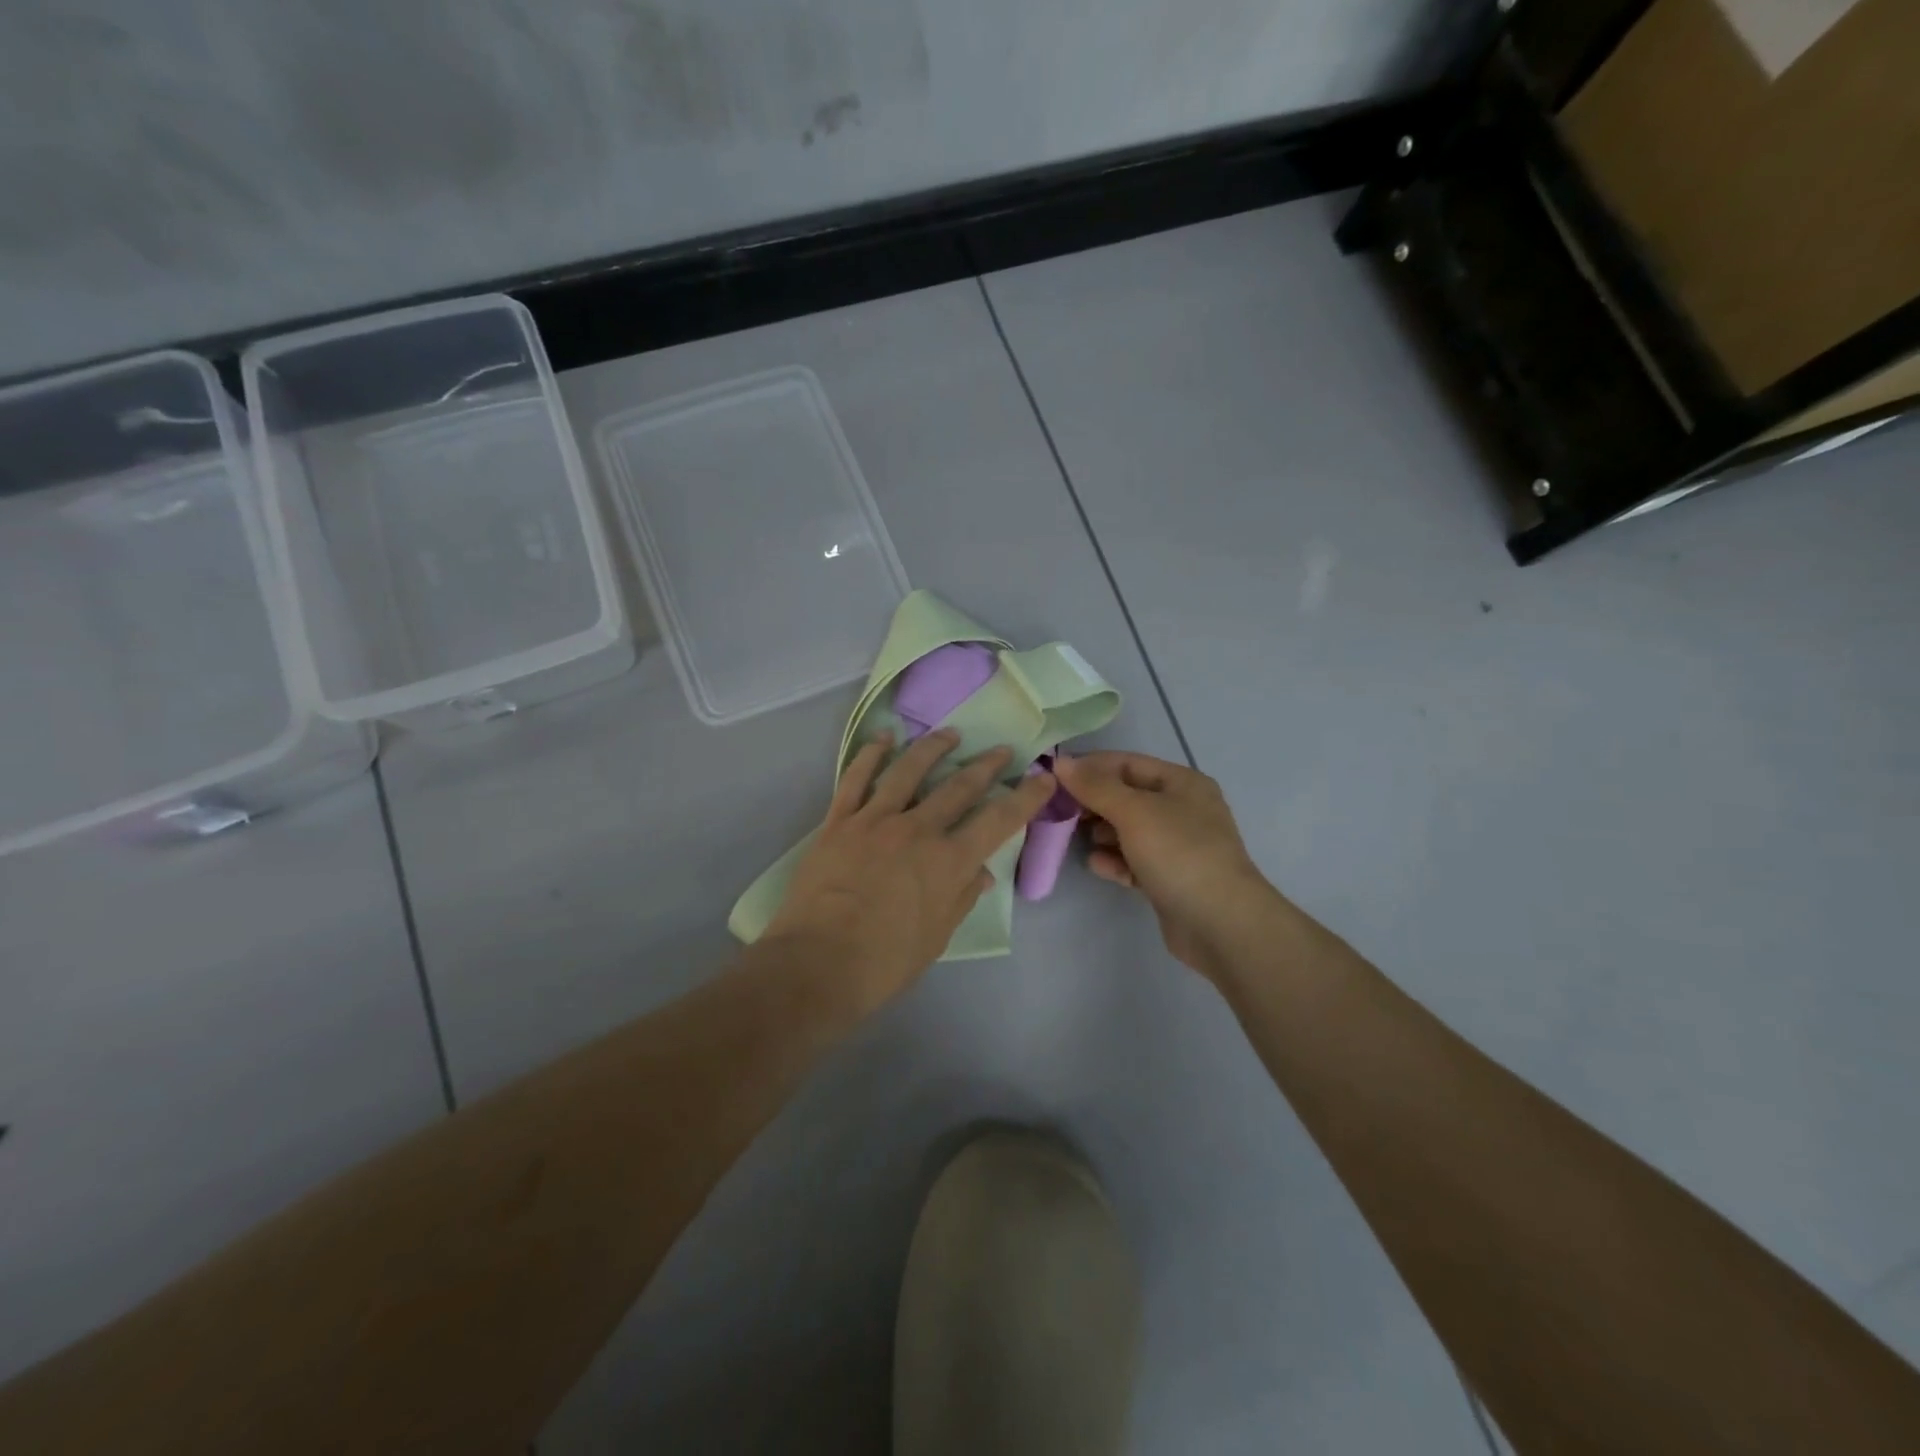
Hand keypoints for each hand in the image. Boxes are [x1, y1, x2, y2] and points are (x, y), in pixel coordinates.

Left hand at [766, 729, 1056, 1014]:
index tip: (1043, 777)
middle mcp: (917, 830)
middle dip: (985, 765)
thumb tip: (981, 873)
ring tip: (950, 733)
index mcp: (948, 862)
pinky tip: (884, 739)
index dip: (1026, 797)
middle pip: (959, 786)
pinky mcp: (839, 821)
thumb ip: (961, 897)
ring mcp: (875, 820)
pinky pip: (856, 778)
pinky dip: (871, 754)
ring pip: (908, 770)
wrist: (817, 963)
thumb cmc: (885, 962)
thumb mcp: (938, 936)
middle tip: (1001, 750)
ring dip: (933, 748)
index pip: (999, 820)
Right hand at [1054, 751, 1281, 979]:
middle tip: (1060, 812)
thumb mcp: (1134, 812)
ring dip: (1102, 833)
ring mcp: (1178, 847)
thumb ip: (1095, 787)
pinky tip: (1098, 866)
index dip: (1092, 767)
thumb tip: (1061, 763)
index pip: (1128, 763)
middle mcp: (1183, 810)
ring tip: (1079, 839)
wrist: (1221, 924)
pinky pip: (1135, 861)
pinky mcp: (1170, 879)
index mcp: (1182, 783)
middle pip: (1127, 797)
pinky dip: (1115, 861)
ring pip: (1129, 831)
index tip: (1055, 778)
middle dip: (1094, 803)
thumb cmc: (1179, 853)